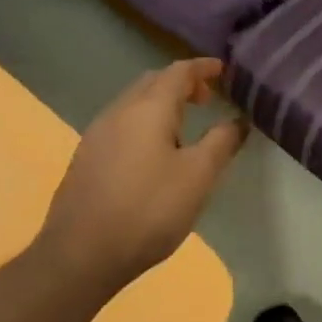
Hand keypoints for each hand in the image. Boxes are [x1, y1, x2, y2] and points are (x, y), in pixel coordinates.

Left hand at [37, 59, 246, 290]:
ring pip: (133, 104)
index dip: (202, 67)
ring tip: (183, 127)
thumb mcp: (198, 177)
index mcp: (148, 108)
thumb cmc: (149, 210)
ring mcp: (97, 134)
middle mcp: (118, 111)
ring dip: (160, 104)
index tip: (222, 69)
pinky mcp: (86, 158)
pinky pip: (120, 125)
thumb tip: (238, 120)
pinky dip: (143, 123)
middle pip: (152, 83)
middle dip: (180, 83)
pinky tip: (152, 154)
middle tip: (206, 99)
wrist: (82, 253)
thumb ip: (221, 142)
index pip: (178, 72)